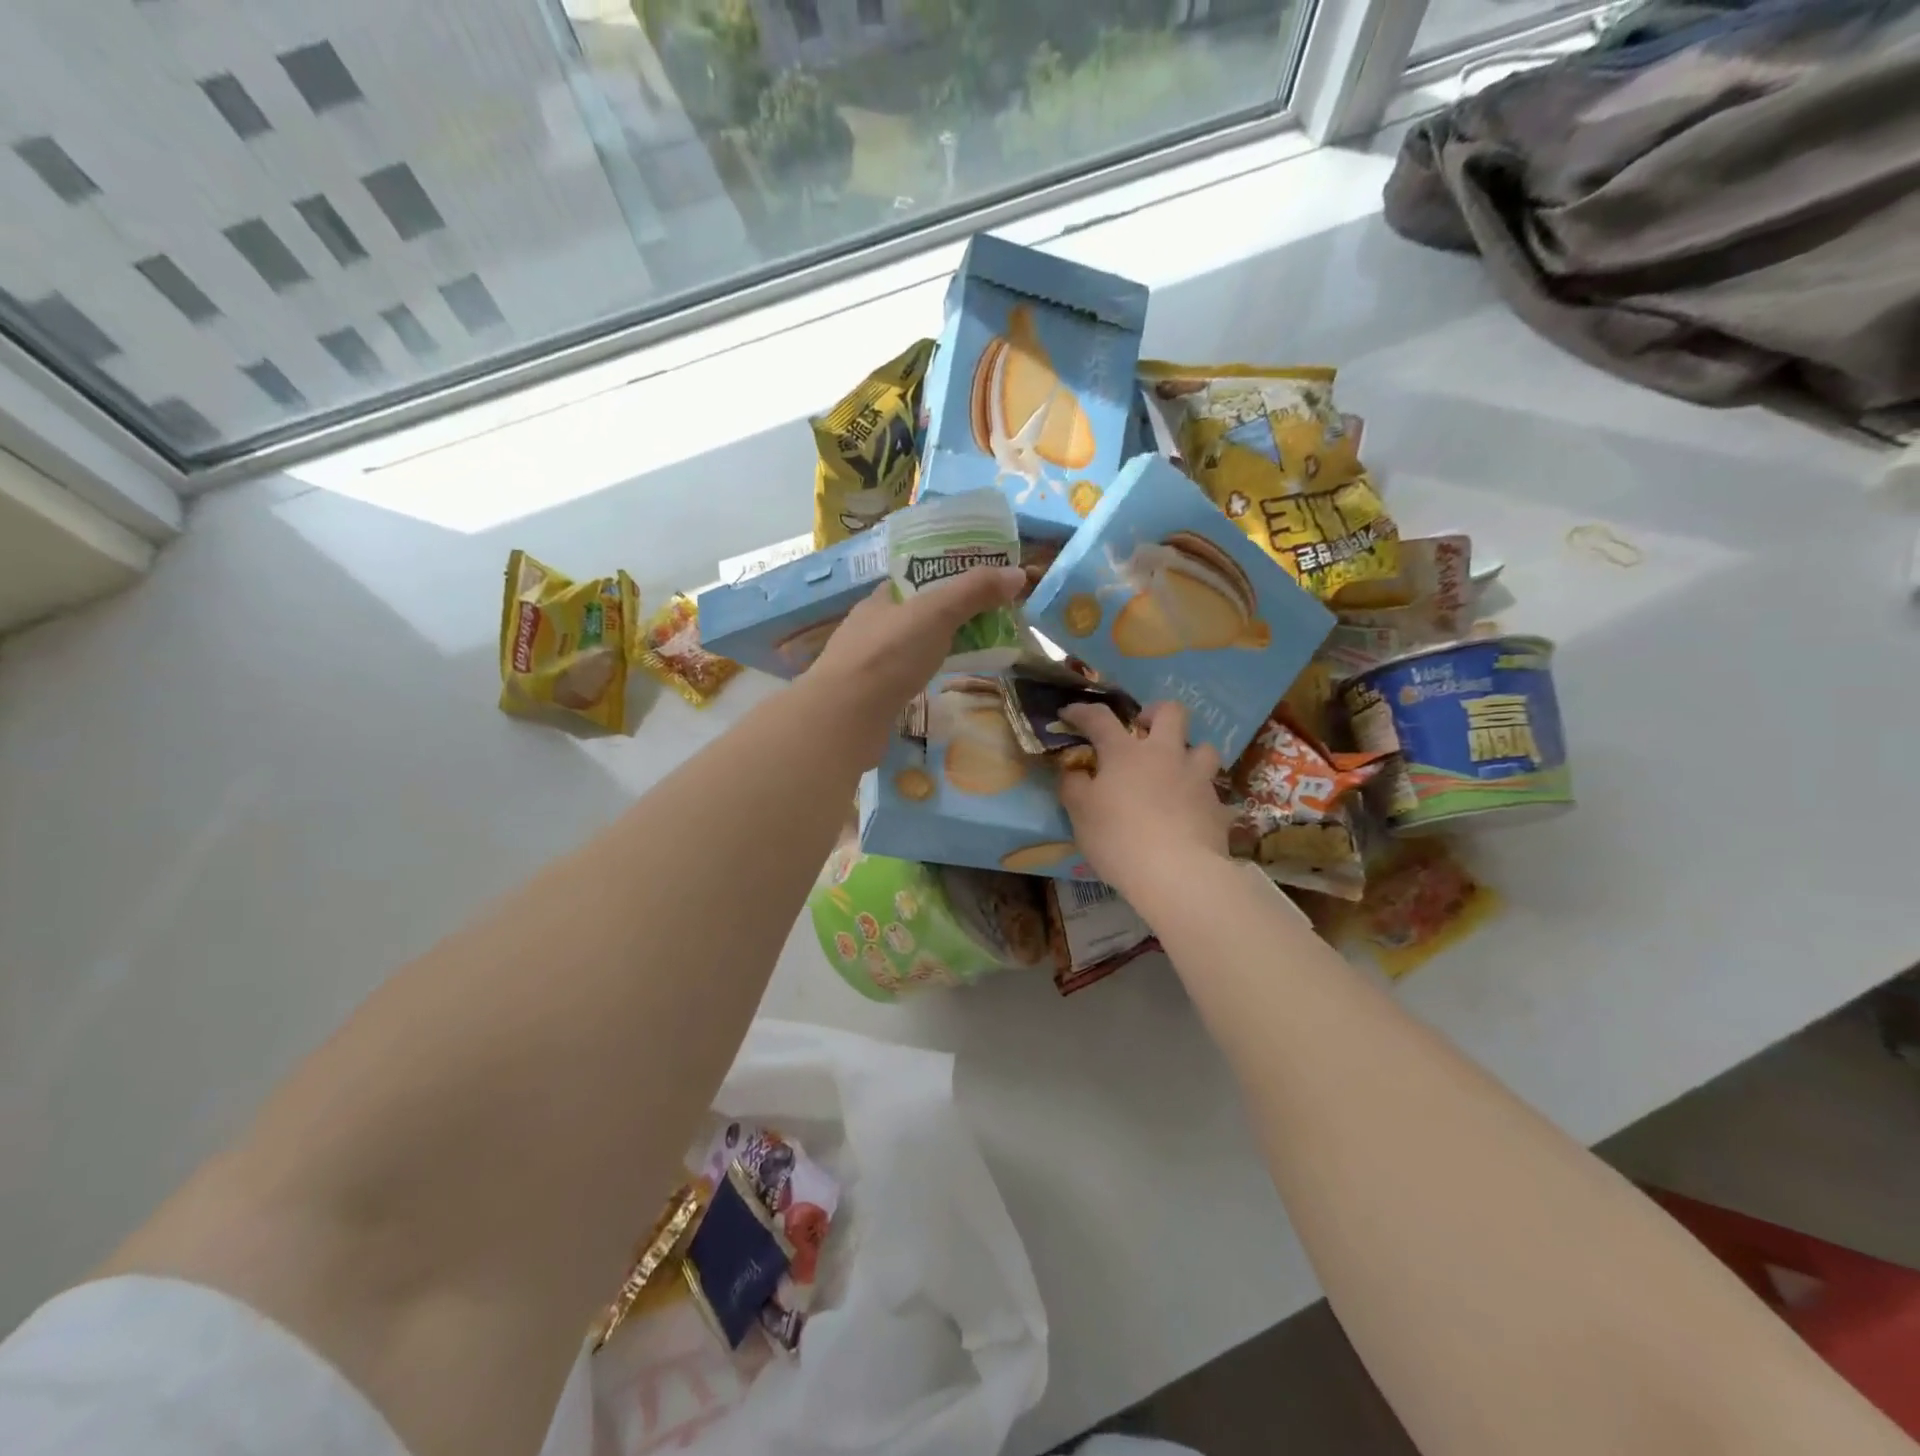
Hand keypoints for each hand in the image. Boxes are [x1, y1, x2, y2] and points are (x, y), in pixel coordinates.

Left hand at [799, 565, 1026, 765]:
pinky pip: (906, 675)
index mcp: (881, 598)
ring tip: (976, 650)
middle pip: (918, 612)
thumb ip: (974, 592)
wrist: (844, 719)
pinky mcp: (872, 695)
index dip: (950, 576)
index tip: (984, 584)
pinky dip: (927, 673)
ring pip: (912, 646)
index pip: (918, 578)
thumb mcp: (936, 613)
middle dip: (952, 614)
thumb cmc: (888, 656)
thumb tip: (1017, 574)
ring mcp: (868, 662)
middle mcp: (871, 626)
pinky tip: (942, 681)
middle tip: (991, 620)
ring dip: (940, 645)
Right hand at [1057, 700, 1233, 901]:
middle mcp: (1165, 754)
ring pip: (1203, 747)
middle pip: (1170, 712)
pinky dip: (1199, 795)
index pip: (1100, 718)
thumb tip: (1073, 770)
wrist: (1177, 873)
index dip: (1082, 711)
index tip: (1069, 713)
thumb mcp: (1079, 813)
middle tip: (1141, 731)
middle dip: (1155, 713)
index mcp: (1126, 752)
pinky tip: (1189, 812)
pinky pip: (1212, 791)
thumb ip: (1073, 785)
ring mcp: (1197, 778)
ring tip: (1175, 771)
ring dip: (1188, 752)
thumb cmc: (1118, 838)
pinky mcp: (1218, 806)